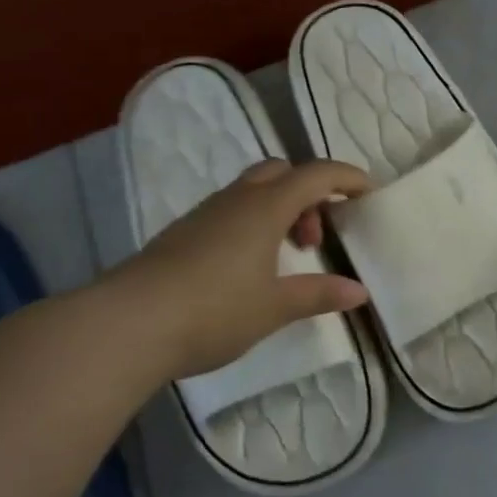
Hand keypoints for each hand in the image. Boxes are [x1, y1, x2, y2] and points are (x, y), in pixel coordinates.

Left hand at [90, 159, 371, 379]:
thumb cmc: (213, 310)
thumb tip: (358, 291)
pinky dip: (252, 223)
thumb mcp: (274, 307)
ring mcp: (204, 214)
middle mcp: (236, 199)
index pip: (317, 174)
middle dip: (309, 193)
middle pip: (281, 172)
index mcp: (266, 207)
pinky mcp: (181, 233)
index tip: (369, 193)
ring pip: (252, 190)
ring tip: (284, 257)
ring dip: (279, 210)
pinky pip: (229, 211)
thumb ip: (318, 293)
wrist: (127, 325)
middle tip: (315, 236)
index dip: (347, 177)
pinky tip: (247, 267)